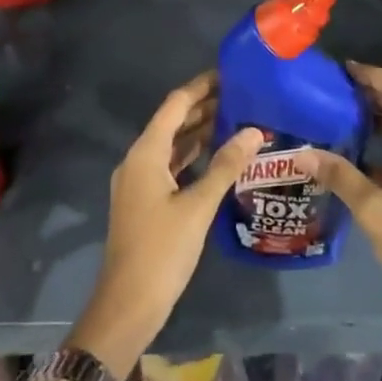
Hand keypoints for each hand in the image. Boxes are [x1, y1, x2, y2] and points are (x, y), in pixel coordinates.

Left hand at [66, 74, 261, 377]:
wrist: (126, 307)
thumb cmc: (161, 251)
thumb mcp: (198, 207)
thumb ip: (226, 166)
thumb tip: (254, 131)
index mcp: (146, 153)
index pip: (175, 105)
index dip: (201, 87)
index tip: (229, 73)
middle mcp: (138, 160)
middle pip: (172, 122)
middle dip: (204, 106)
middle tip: (241, 95)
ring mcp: (140, 182)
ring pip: (172, 145)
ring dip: (200, 131)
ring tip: (235, 118)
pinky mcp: (145, 201)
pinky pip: (171, 165)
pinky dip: (193, 155)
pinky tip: (218, 155)